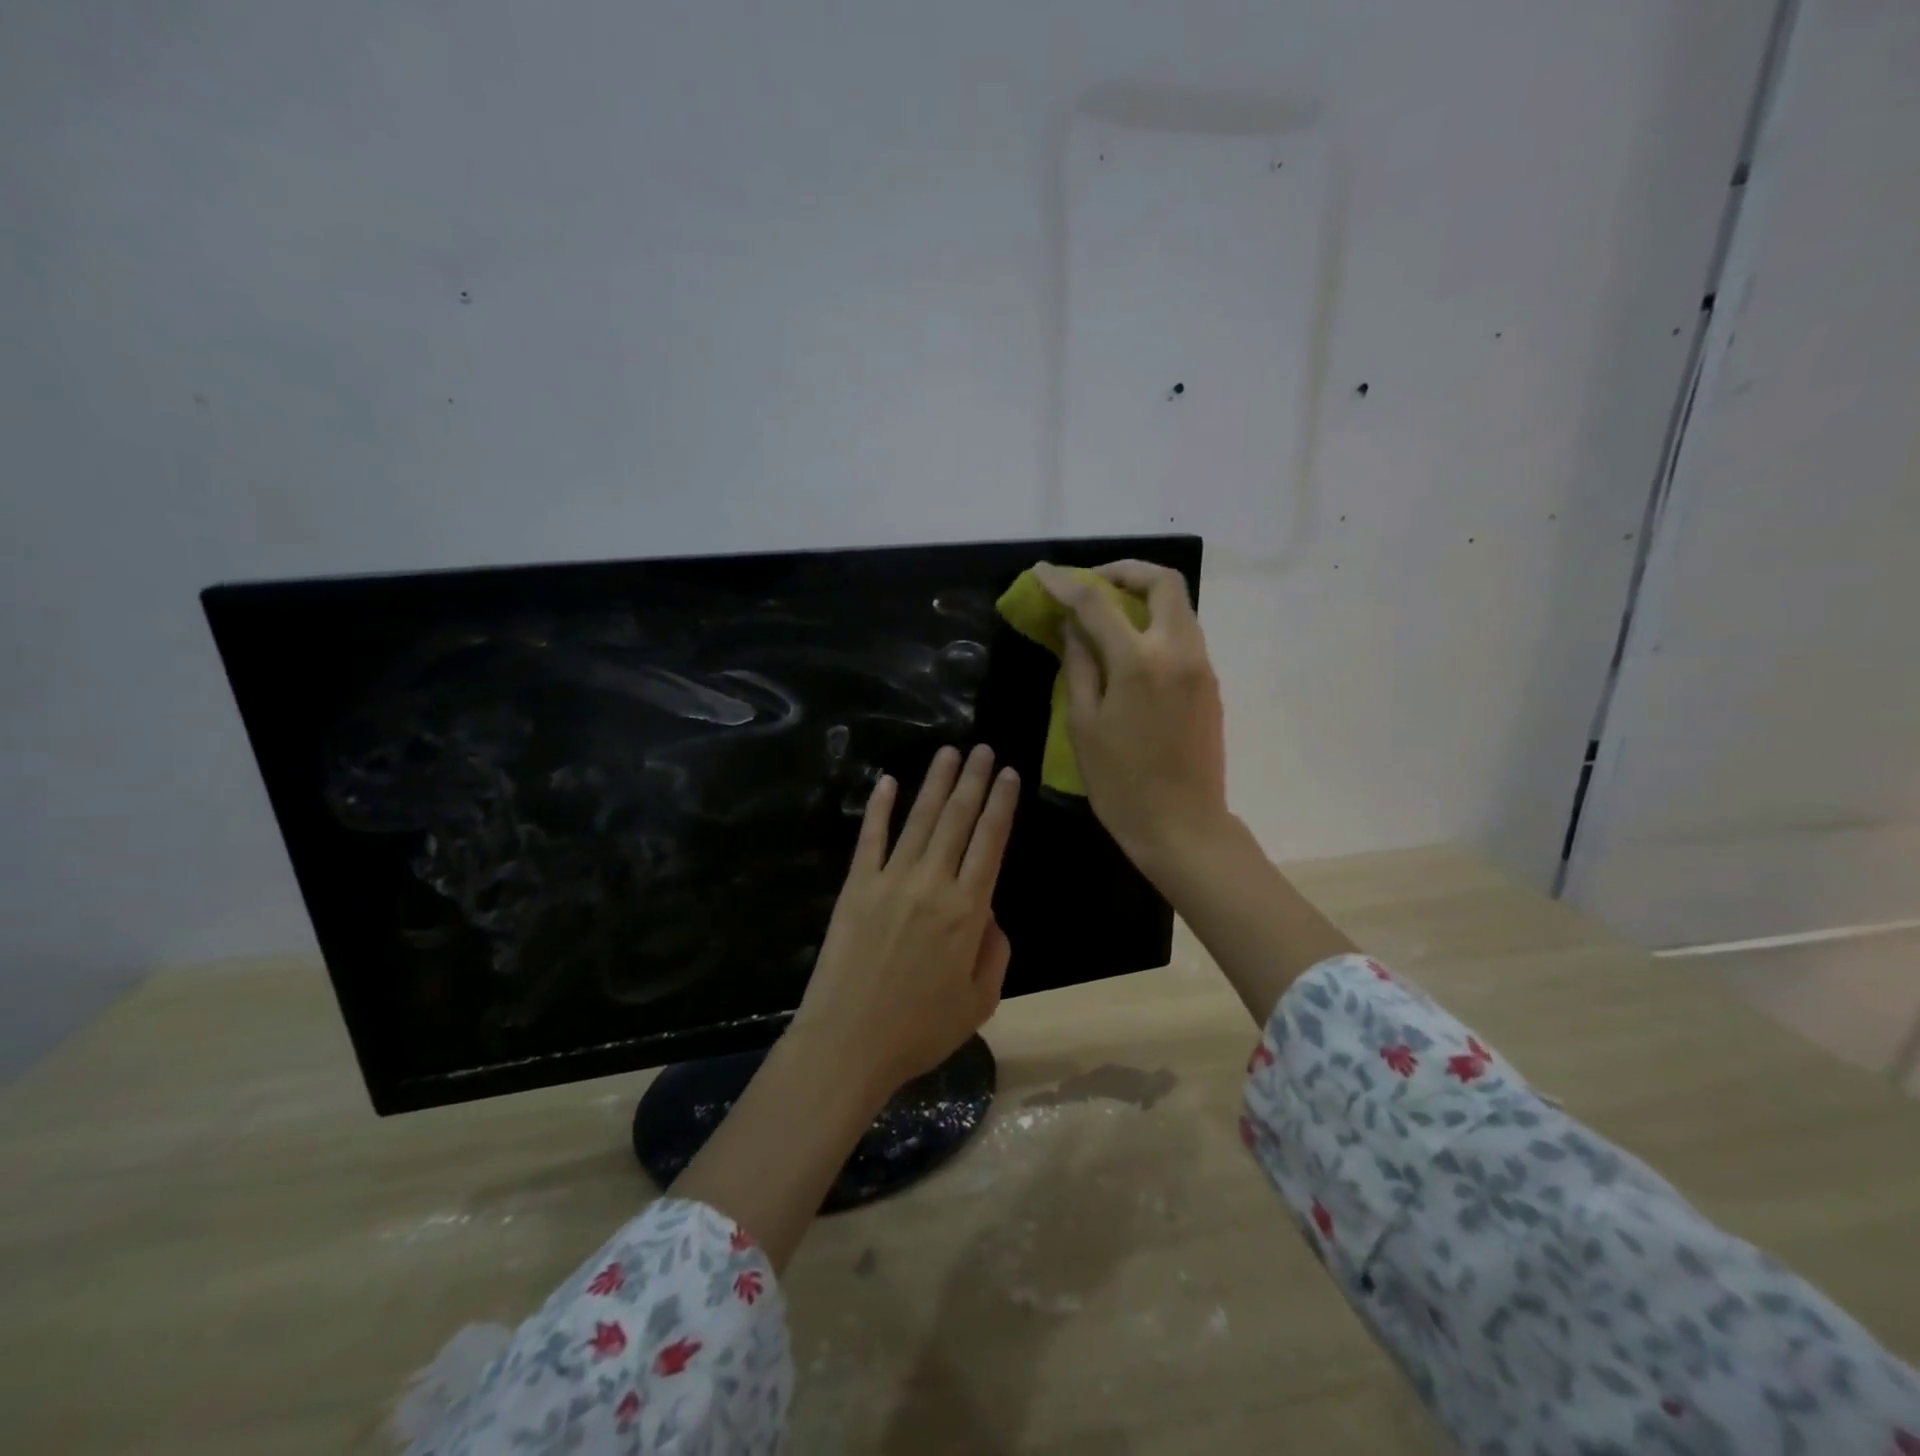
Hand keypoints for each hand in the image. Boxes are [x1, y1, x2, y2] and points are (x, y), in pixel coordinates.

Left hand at [788, 744, 1019, 1098]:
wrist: (848, 1043)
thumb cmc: (920, 1030)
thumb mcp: (980, 1001)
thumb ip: (995, 951)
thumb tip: (990, 912)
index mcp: (968, 910)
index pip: (990, 841)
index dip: (1002, 804)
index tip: (1010, 774)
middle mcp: (932, 883)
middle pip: (957, 819)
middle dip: (974, 780)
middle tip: (984, 749)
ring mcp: (890, 880)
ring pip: (919, 819)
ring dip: (936, 782)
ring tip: (949, 751)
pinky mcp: (855, 887)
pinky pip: (870, 839)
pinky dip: (880, 808)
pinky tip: (888, 781)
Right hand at [1033, 559, 1229, 881]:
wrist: (1182, 826)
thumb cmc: (1121, 783)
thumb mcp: (1084, 725)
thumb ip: (1079, 665)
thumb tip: (1071, 627)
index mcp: (1139, 662)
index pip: (1097, 603)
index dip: (1066, 583)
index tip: (1043, 573)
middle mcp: (1178, 651)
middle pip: (1163, 582)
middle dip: (1125, 572)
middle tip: (1093, 585)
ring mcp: (1201, 666)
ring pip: (1179, 606)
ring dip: (1143, 596)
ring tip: (1107, 614)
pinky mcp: (1210, 684)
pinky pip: (1184, 634)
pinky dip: (1155, 624)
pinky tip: (1129, 648)